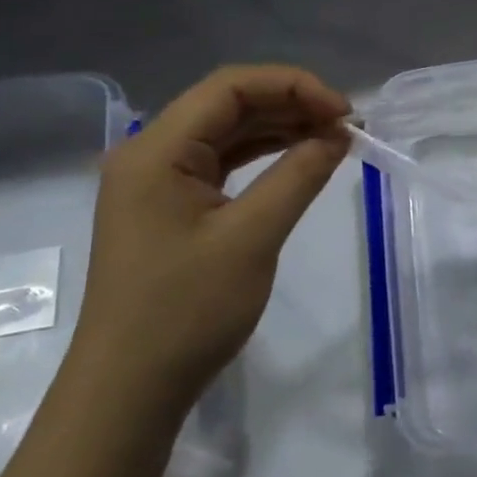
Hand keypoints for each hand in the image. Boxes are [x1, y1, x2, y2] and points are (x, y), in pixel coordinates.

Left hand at [69, 65, 350, 417]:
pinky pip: (221, 164)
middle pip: (227, 105)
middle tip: (347, 126)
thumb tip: (339, 134)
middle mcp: (150, 154)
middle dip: (291, 105)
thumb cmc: (186, 311)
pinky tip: (300, 160)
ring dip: (280, 128)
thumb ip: (299, 175)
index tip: (344, 112)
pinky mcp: (169, 208)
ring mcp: (157, 182)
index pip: (230, 88)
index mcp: (156, 150)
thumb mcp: (252, 237)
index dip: (294, 86)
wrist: (129, 390)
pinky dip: (263, 157)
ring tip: (333, 138)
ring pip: (226, 133)